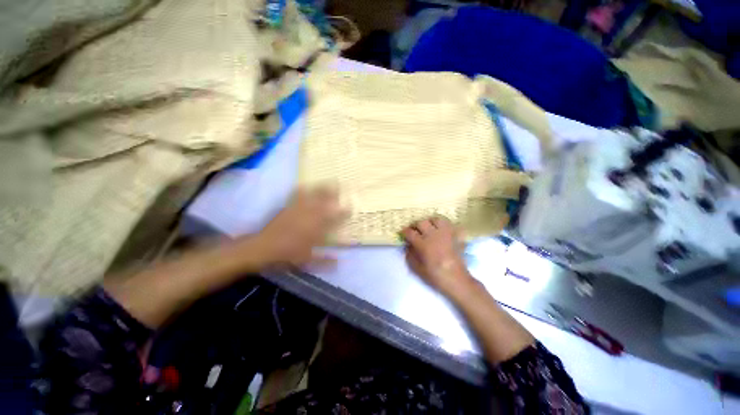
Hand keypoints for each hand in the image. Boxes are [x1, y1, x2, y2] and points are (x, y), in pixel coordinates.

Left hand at [252, 186, 347, 268]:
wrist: (263, 248)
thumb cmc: (288, 254)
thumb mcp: (308, 260)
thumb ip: (325, 260)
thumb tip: (339, 262)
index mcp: (317, 228)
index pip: (335, 218)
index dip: (344, 212)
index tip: (350, 207)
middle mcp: (310, 216)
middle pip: (325, 201)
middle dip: (334, 193)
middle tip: (341, 186)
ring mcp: (298, 209)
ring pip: (313, 195)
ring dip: (321, 188)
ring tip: (329, 181)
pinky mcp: (288, 207)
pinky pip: (296, 196)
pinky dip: (301, 190)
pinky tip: (304, 185)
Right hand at [401, 216, 473, 295]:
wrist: (456, 279)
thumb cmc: (435, 275)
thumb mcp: (417, 268)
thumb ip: (410, 255)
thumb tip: (408, 245)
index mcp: (423, 244)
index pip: (410, 232)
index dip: (404, 231)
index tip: (403, 233)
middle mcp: (433, 235)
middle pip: (421, 222)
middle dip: (415, 225)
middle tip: (414, 230)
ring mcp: (446, 234)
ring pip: (436, 219)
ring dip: (430, 222)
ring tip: (429, 227)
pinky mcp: (455, 235)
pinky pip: (449, 224)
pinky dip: (444, 225)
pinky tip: (441, 230)